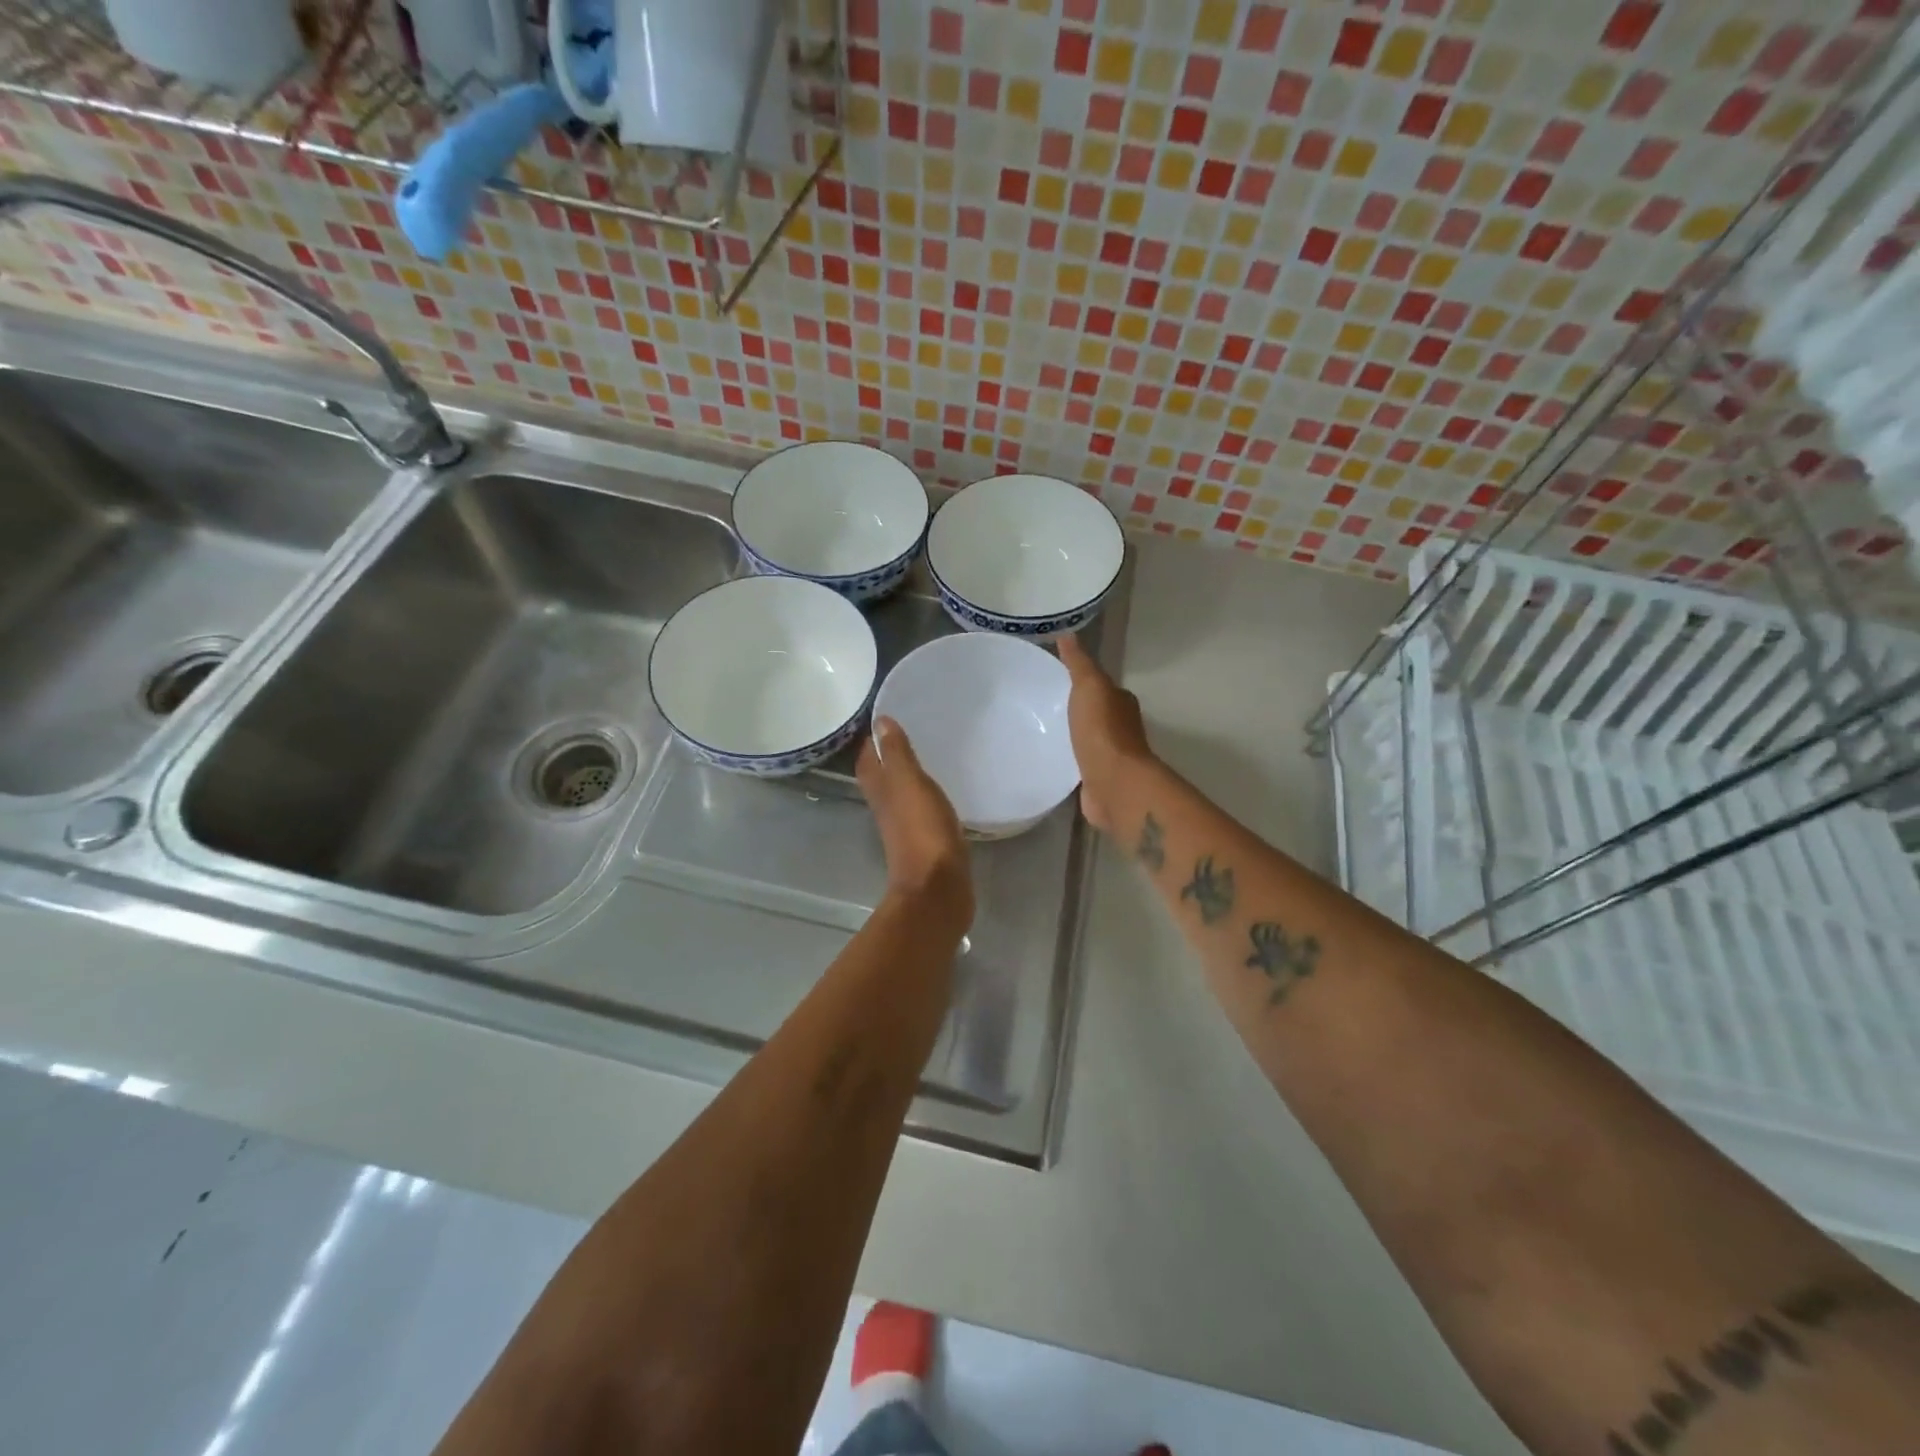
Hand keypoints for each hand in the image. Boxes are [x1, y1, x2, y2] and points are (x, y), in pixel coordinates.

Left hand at [857, 717, 973, 931]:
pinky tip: (942, 789)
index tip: (888, 715)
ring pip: (901, 792)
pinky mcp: (927, 839)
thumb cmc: (922, 829)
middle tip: (911, 730)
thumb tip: (880, 721)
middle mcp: (886, 805)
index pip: (868, 757)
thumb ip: (896, 753)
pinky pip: (921, 809)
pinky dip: (926, 795)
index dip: (873, 738)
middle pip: (881, 774)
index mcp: (879, 789)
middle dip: (890, 754)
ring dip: (908, 775)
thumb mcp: (909, 782)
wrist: (938, 886)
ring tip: (929, 754)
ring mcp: (905, 824)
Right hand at [1056, 635, 1153, 834]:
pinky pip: (1079, 767)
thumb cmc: (1102, 731)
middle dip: (1075, 712)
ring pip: (1087, 741)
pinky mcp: (1097, 781)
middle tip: (1042, 707)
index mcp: (1121, 703)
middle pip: (1095, 714)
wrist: (1114, 783)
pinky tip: (1049, 762)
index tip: (1055, 681)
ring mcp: (1110, 757)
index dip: (1082, 683)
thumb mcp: (1089, 686)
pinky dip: (1068, 763)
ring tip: (1040, 733)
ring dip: (1071, 738)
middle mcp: (1120, 728)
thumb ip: (1079, 663)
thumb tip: (1068, 634)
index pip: (1101, 687)